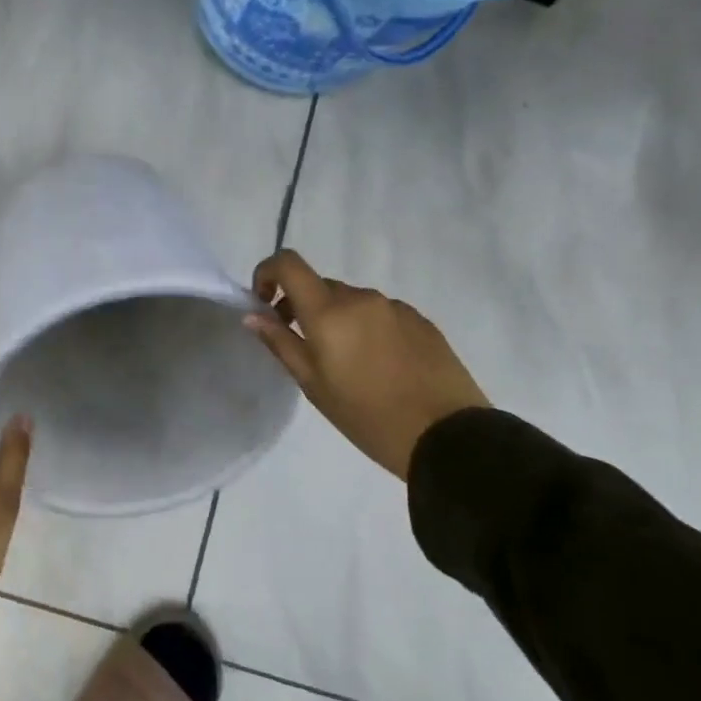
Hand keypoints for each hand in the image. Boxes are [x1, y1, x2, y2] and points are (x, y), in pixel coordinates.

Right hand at [247, 250, 488, 481]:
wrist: (448, 437)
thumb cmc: (367, 416)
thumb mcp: (313, 385)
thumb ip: (281, 343)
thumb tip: (253, 315)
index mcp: (329, 311)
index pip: (288, 263)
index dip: (267, 272)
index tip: (263, 302)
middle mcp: (361, 298)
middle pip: (320, 286)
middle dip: (303, 306)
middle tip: (303, 346)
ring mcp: (394, 307)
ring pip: (351, 301)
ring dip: (337, 319)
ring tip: (347, 364)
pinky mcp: (421, 321)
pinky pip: (380, 314)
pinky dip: (367, 328)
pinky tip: (379, 366)